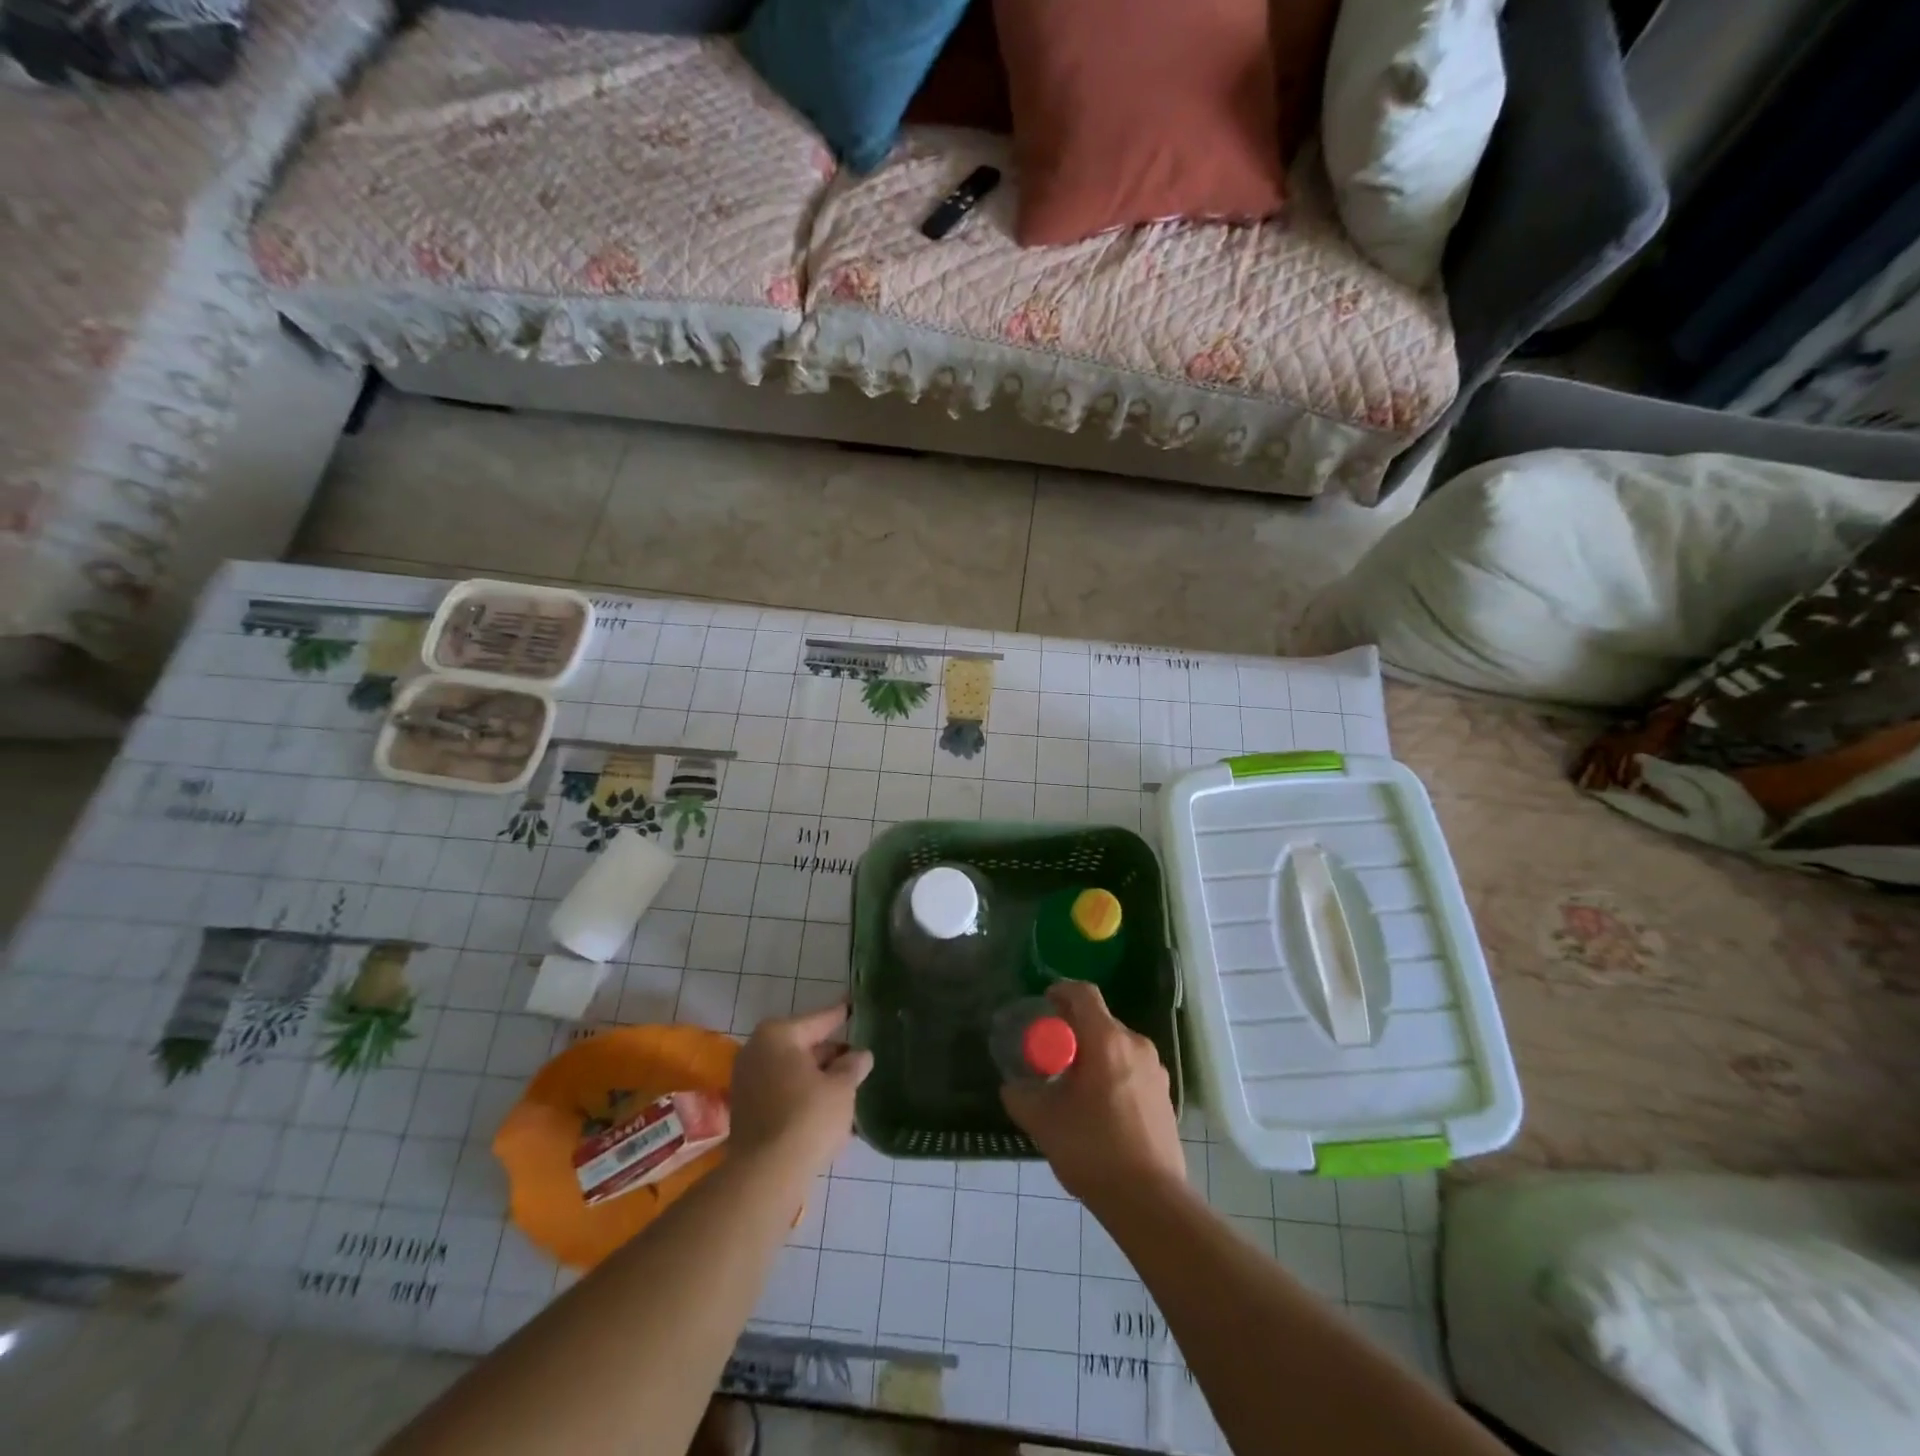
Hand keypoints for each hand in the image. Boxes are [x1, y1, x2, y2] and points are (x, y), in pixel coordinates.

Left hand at [729, 1004, 872, 1184]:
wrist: (766, 1175)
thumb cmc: (807, 1117)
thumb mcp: (842, 1087)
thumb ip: (852, 1066)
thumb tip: (860, 1055)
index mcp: (779, 1035)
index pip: (819, 1019)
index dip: (841, 1015)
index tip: (855, 1006)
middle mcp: (757, 1051)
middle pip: (804, 1046)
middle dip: (831, 1054)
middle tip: (860, 1057)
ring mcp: (748, 1082)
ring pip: (794, 1072)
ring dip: (820, 1078)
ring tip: (851, 1085)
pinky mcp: (747, 1111)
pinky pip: (784, 1093)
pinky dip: (805, 1096)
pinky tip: (830, 1108)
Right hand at [1000, 981, 1185, 1206]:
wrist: (1151, 1202)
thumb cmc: (1093, 1150)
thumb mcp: (1044, 1122)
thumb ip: (1021, 1097)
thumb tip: (1012, 1087)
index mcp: (1107, 1040)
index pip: (1083, 994)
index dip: (1060, 991)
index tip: (1043, 1005)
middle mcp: (1136, 1045)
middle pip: (1100, 1020)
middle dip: (1074, 1029)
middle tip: (1051, 1053)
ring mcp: (1156, 1070)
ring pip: (1117, 1046)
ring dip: (1094, 1053)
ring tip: (1073, 1084)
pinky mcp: (1165, 1096)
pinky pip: (1132, 1068)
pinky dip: (1112, 1073)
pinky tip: (1099, 1107)